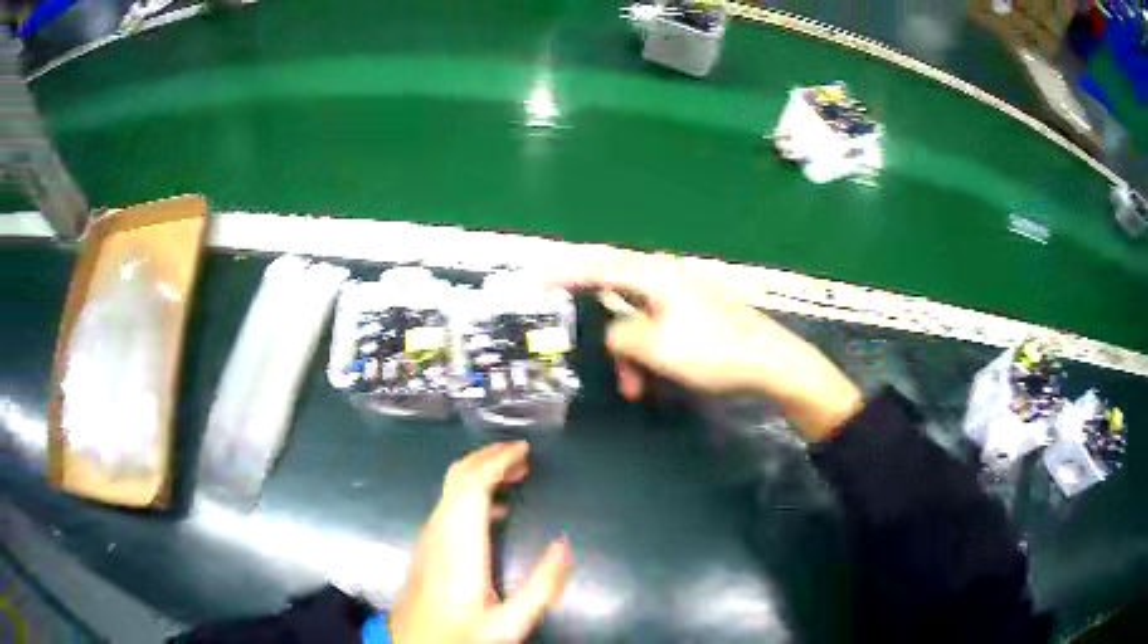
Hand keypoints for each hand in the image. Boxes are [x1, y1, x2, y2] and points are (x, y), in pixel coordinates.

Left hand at [390, 442, 571, 643]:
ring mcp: (429, 537)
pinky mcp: (426, 546)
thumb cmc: (462, 635)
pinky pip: (448, 505)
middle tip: (523, 455)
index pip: (472, 484)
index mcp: (460, 543)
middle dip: (489, 458)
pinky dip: (471, 493)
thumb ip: (542, 585)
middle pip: (458, 478)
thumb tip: (564, 543)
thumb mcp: (512, 622)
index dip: (497, 461)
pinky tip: (493, 510)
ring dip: (480, 473)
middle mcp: (439, 530)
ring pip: (451, 489)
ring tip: (514, 475)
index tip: (524, 451)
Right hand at [557, 253, 862, 440]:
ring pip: (637, 323)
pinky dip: (649, 356)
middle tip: (595, 360)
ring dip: (630, 356)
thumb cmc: (714, 352)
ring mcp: (682, 298)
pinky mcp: (694, 317)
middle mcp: (665, 279)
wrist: (771, 363)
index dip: (564, 275)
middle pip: (616, 299)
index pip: (598, 267)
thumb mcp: (656, 347)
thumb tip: (612, 333)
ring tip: (635, 390)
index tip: (536, 283)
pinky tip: (654, 382)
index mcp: (653, 276)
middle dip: (606, 337)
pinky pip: (657, 333)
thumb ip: (620, 336)